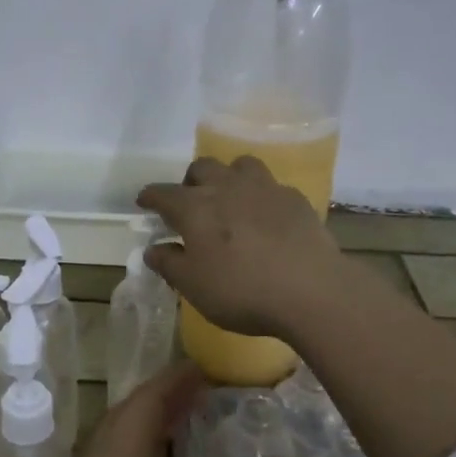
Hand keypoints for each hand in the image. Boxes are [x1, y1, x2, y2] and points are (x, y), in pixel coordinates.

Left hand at [14, 362, 287, 456]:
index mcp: (119, 451)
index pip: (152, 394)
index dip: (182, 377)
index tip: (216, 367)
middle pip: (134, 411)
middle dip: (171, 396)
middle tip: (215, 393)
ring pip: (124, 439)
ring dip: (158, 425)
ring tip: (198, 426)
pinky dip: (148, 455)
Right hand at [137, 156, 343, 337]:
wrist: (311, 290)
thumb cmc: (241, 290)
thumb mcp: (193, 287)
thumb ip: (169, 264)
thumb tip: (152, 249)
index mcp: (195, 207)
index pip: (163, 193)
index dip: (150, 197)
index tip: (144, 202)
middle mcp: (227, 187)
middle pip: (202, 167)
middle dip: (190, 182)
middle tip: (190, 204)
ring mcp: (265, 188)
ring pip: (240, 165)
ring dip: (229, 177)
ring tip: (230, 200)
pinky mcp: (295, 199)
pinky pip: (271, 186)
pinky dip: (261, 196)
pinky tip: (266, 217)